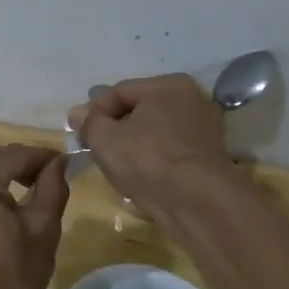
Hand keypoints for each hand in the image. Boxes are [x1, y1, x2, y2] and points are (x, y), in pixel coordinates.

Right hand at [67, 74, 229, 211]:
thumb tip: (78, 113)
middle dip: (116, 130)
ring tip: (119, 169)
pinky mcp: (210, 159)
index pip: (119, 92)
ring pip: (155, 134)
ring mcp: (205, 130)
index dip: (95, 113)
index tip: (82, 136)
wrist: (196, 203)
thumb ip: (88, 122)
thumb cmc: (147, 160)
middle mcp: (192, 100)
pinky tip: (142, 179)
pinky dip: (154, 162)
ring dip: (134, 148)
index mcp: (168, 85)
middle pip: (139, 112)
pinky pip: (170, 153)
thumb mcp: (104, 138)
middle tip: (98, 152)